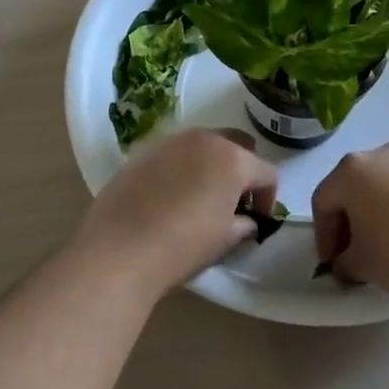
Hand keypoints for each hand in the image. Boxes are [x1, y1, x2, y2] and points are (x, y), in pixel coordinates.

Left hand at [71, 129, 278, 299]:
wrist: (119, 249)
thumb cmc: (182, 246)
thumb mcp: (223, 240)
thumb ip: (243, 224)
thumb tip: (247, 221)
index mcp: (232, 159)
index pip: (266, 172)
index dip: (268, 197)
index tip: (259, 218)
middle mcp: (203, 139)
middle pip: (236, 145)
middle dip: (241, 169)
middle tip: (233, 200)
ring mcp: (170, 141)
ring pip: (202, 144)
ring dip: (210, 164)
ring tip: (201, 195)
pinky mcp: (142, 150)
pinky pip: (173, 152)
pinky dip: (181, 166)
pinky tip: (170, 194)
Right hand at [311, 143, 388, 310]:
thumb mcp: (361, 264)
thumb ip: (344, 260)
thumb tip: (346, 261)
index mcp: (350, 170)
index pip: (323, 202)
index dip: (323, 236)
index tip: (331, 264)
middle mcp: (378, 155)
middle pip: (350, 189)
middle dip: (347, 222)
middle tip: (350, 255)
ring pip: (378, 189)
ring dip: (372, 216)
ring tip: (380, 249)